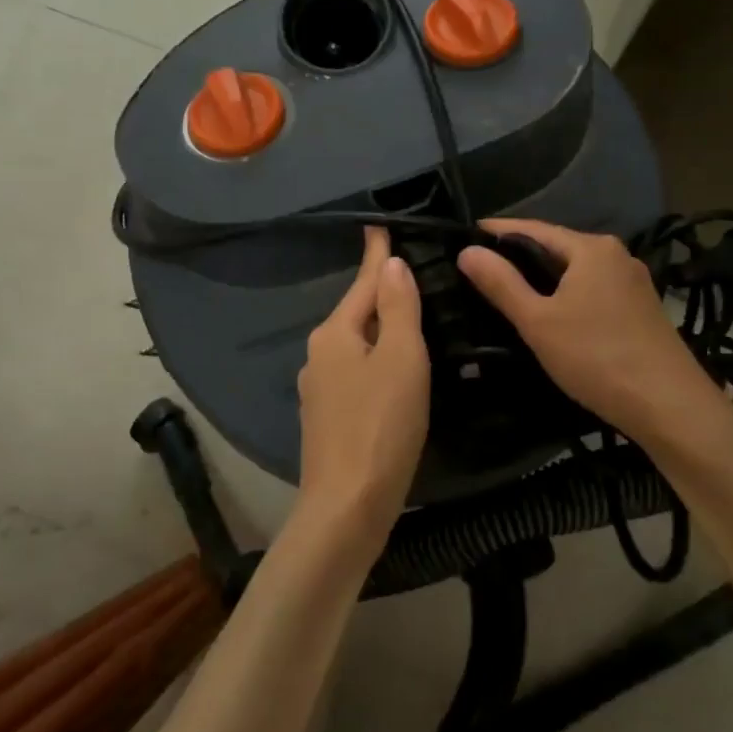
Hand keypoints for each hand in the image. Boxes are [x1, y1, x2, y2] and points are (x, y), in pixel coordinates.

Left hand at [296, 228, 429, 555]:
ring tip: (412, 316)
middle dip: (380, 291)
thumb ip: (398, 309)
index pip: (362, 282)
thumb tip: (390, 265)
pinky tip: (396, 370)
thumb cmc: (381, 426)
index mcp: (335, 334)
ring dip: (382, 328)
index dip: (376, 254)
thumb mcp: (401, 359)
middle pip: (357, 312)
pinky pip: (358, 373)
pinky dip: (378, 360)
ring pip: (357, 345)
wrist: (347, 507)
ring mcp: (320, 389)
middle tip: (412, 270)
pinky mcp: (329, 419)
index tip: (379, 225)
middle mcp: (320, 355)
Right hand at [458, 218, 717, 446]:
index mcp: (591, 248)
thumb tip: (466, 250)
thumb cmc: (596, 357)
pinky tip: (552, 312)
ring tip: (509, 289)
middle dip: (521, 254)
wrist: (669, 405)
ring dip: (545, 277)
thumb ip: (501, 284)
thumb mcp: (538, 321)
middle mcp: (616, 255)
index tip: (467, 233)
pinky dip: (567, 294)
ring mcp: (633, 282)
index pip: (533, 228)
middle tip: (481, 266)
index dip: (498, 231)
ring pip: (577, 271)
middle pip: (558, 247)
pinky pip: (593, 289)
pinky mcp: (641, 308)